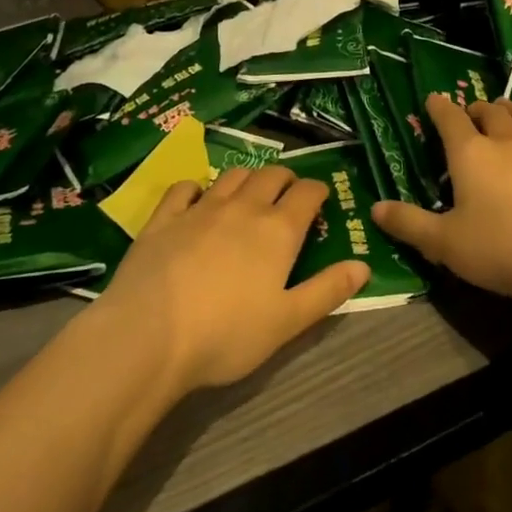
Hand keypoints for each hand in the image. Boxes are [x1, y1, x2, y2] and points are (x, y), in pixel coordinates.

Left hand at [98, 165, 368, 395]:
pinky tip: (196, 199)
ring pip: (232, 176)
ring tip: (249, 193)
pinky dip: (197, 187)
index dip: (318, 191)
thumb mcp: (288, 322)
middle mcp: (243, 208)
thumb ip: (327, 291)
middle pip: (271, 175)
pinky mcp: (164, 218)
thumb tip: (363, 266)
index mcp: (278, 230)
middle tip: (289, 193)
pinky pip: (184, 188)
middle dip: (286, 178)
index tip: (321, 199)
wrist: (149, 336)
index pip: (308, 193)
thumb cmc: (227, 335)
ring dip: (248, 178)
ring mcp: (200, 209)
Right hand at [371, 95, 511, 311]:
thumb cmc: (496, 250)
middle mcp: (507, 143)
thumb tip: (375, 208)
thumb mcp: (442, 242)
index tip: (433, 100)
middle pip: (492, 112)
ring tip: (507, 112)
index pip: (450, 119)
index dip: (439, 107)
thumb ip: (407, 223)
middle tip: (471, 115)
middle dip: (478, 109)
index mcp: (471, 155)